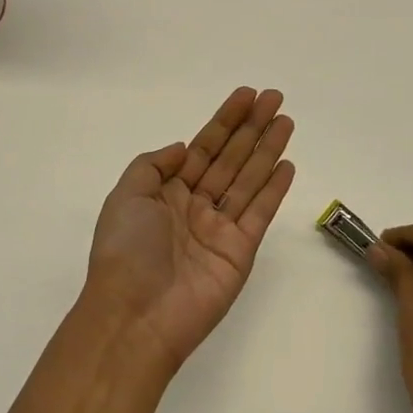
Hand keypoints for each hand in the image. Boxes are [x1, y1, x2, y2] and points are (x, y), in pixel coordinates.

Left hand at [83, 87, 296, 372]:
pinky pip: (259, 213)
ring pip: (248, 179)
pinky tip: (287, 164)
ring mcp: (220, 229)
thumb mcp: (126, 196)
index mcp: (166, 192)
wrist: (135, 316)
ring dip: (268, 150)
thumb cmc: (126, 250)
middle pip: (230, 158)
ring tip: (287, 121)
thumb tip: (182, 148)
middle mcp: (195, 205)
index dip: (225, 121)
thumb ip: (155, 166)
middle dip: (252, 128)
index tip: (246, 95)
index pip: (202, 148)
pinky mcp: (240, 251)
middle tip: (275, 98)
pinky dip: (274, 189)